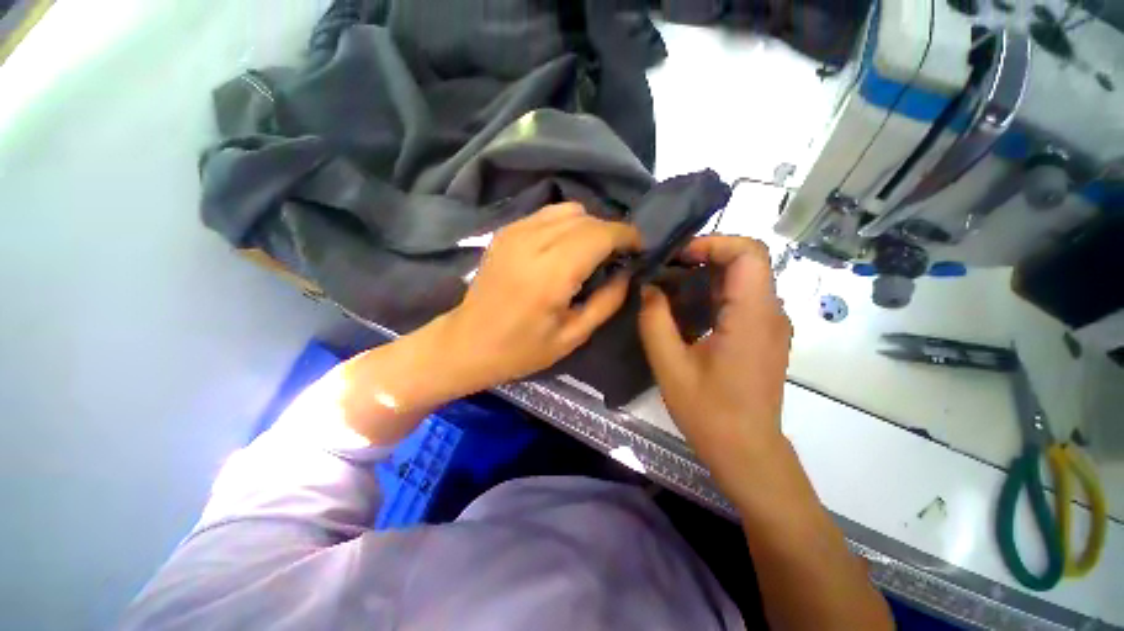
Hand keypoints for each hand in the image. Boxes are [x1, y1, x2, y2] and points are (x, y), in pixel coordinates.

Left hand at [434, 203, 640, 392]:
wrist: (467, 342)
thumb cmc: (521, 349)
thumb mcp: (573, 336)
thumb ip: (607, 301)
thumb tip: (627, 273)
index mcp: (553, 273)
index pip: (602, 234)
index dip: (627, 235)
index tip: (639, 248)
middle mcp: (534, 242)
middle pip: (587, 218)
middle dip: (611, 231)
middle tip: (618, 256)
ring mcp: (516, 231)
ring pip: (569, 209)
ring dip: (589, 226)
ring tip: (592, 251)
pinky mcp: (506, 231)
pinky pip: (548, 214)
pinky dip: (566, 224)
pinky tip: (565, 247)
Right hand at [638, 236, 792, 484]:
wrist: (747, 451)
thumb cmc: (709, 412)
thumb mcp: (669, 366)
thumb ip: (654, 321)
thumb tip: (648, 288)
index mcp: (753, 317)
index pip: (748, 253)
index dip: (713, 242)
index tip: (677, 256)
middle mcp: (772, 313)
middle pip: (748, 260)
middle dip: (706, 255)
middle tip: (668, 268)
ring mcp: (772, 324)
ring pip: (745, 278)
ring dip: (708, 273)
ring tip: (671, 285)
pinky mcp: (765, 335)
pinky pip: (744, 298)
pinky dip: (715, 291)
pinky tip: (688, 308)